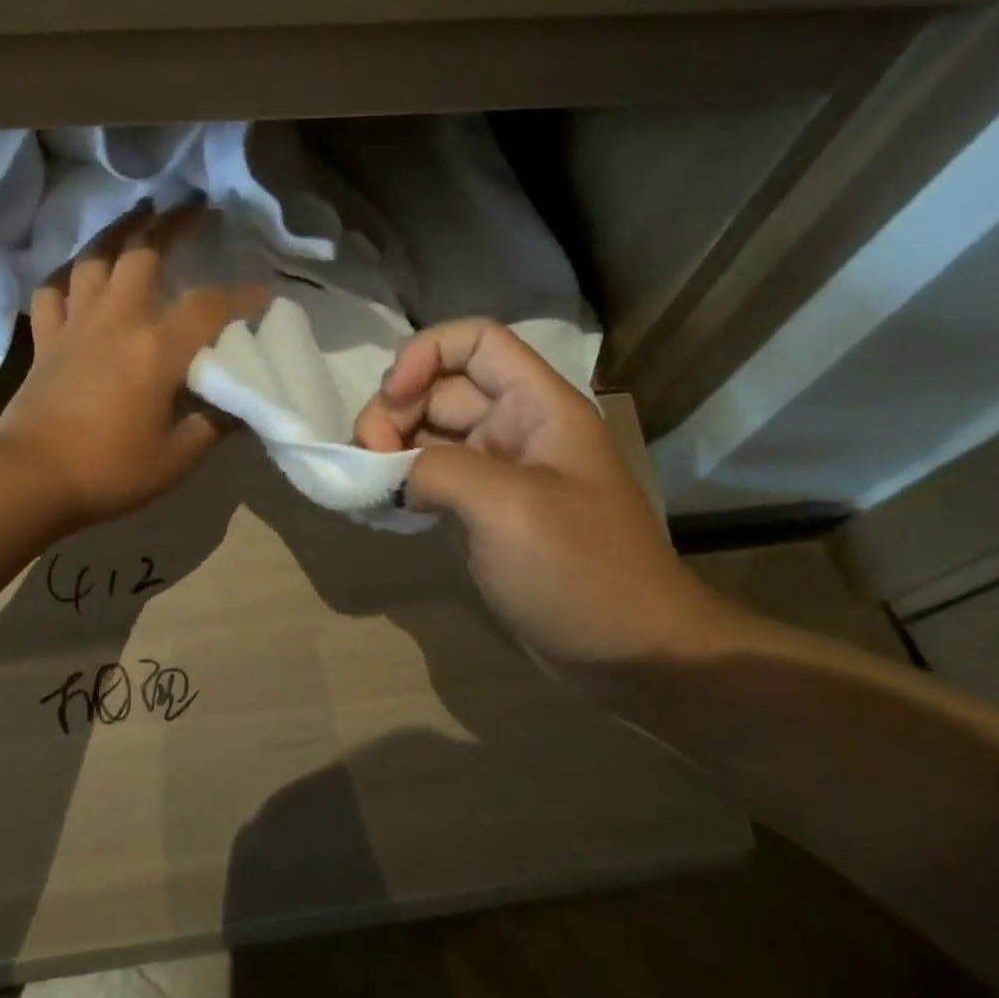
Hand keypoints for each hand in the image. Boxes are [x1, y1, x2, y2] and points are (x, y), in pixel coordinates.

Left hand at [0, 208, 270, 531]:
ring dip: (116, 231)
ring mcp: (75, 325)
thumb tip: (241, 404)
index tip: (265, 292)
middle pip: (142, 253)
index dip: (242, 296)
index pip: (209, 306)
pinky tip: (77, 276)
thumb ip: (214, 424)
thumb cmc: (109, 471)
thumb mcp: (177, 457)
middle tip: (191, 206)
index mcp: (156, 347)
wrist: (29, 479)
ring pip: (93, 260)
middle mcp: (116, 320)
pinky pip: (51, 293)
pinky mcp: (45, 340)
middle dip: (171, 223)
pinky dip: (66, 278)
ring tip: (135, 215)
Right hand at [354, 319, 743, 668]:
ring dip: (389, 447)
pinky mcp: (482, 511)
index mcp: (536, 406)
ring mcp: (497, 470)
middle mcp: (514, 427)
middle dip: (394, 410)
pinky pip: (429, 476)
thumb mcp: (508, 508)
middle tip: (367, 458)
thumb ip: (438, 470)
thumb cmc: (582, 571)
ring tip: (365, 485)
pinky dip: (399, 482)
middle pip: (438, 387)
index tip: (392, 398)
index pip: (474, 340)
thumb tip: (390, 474)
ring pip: (427, 432)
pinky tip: (378, 504)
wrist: (633, 657)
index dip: (425, 354)